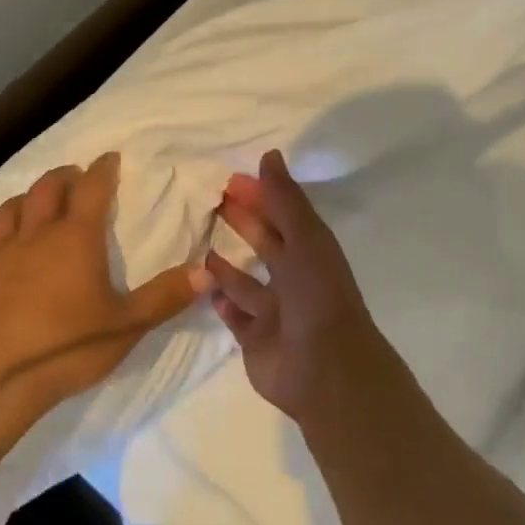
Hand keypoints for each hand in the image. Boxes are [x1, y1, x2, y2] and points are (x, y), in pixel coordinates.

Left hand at [0, 151, 208, 469]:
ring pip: (7, 210)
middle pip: (46, 189)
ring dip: (24, 200)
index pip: (92, 188)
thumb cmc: (66, 347)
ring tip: (34, 204)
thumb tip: (206, 271)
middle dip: (63, 176)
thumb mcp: (127, 326)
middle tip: (75, 176)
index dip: (103, 169)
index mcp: (76, 238)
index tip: (110, 158)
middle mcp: (35, 234)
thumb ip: (166, 296)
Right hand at [206, 149, 392, 424]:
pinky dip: (222, 303)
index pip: (282, 216)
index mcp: (311, 253)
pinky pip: (235, 317)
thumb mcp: (305, 239)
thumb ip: (285, 200)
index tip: (230, 179)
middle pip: (265, 245)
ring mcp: (275, 312)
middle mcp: (295, 279)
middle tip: (210, 203)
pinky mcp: (256, 340)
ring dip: (227, 266)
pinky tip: (204, 287)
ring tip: (200, 245)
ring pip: (247, 283)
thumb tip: (269, 155)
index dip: (260, 196)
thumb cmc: (316, 296)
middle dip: (243, 223)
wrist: (324, 369)